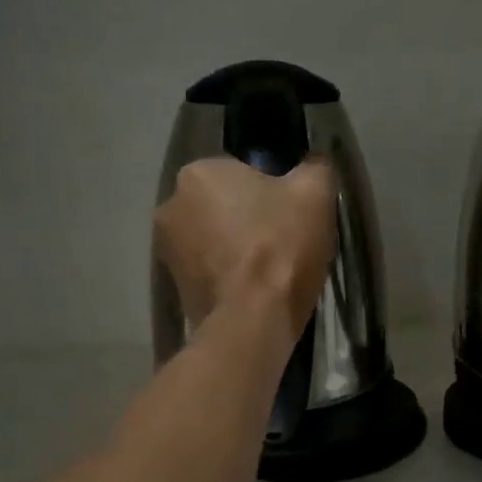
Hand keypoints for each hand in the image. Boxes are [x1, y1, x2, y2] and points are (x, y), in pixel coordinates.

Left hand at [153, 157, 335, 336]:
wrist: (254, 318)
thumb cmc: (281, 245)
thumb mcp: (315, 193)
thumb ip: (314, 167)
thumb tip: (313, 163)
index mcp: (198, 172)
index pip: (241, 172)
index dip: (271, 192)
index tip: (291, 214)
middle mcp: (171, 205)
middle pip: (223, 205)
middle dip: (248, 219)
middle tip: (284, 242)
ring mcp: (166, 250)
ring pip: (214, 239)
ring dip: (236, 248)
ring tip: (271, 271)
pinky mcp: (174, 287)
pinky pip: (209, 270)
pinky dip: (228, 276)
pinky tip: (254, 291)